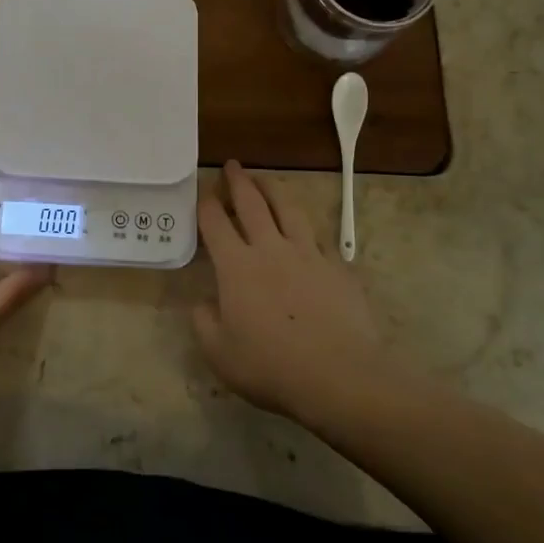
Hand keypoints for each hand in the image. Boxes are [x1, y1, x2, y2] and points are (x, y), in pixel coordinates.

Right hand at [193, 161, 387, 426]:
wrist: (340, 377)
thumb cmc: (272, 367)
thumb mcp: (220, 354)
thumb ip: (204, 322)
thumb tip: (203, 303)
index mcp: (236, 266)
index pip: (215, 223)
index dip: (206, 203)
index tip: (203, 192)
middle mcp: (270, 249)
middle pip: (252, 203)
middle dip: (239, 181)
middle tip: (232, 165)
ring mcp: (308, 254)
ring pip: (288, 209)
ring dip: (273, 189)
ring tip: (265, 180)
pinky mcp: (337, 267)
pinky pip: (319, 238)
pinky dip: (306, 228)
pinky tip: (306, 231)